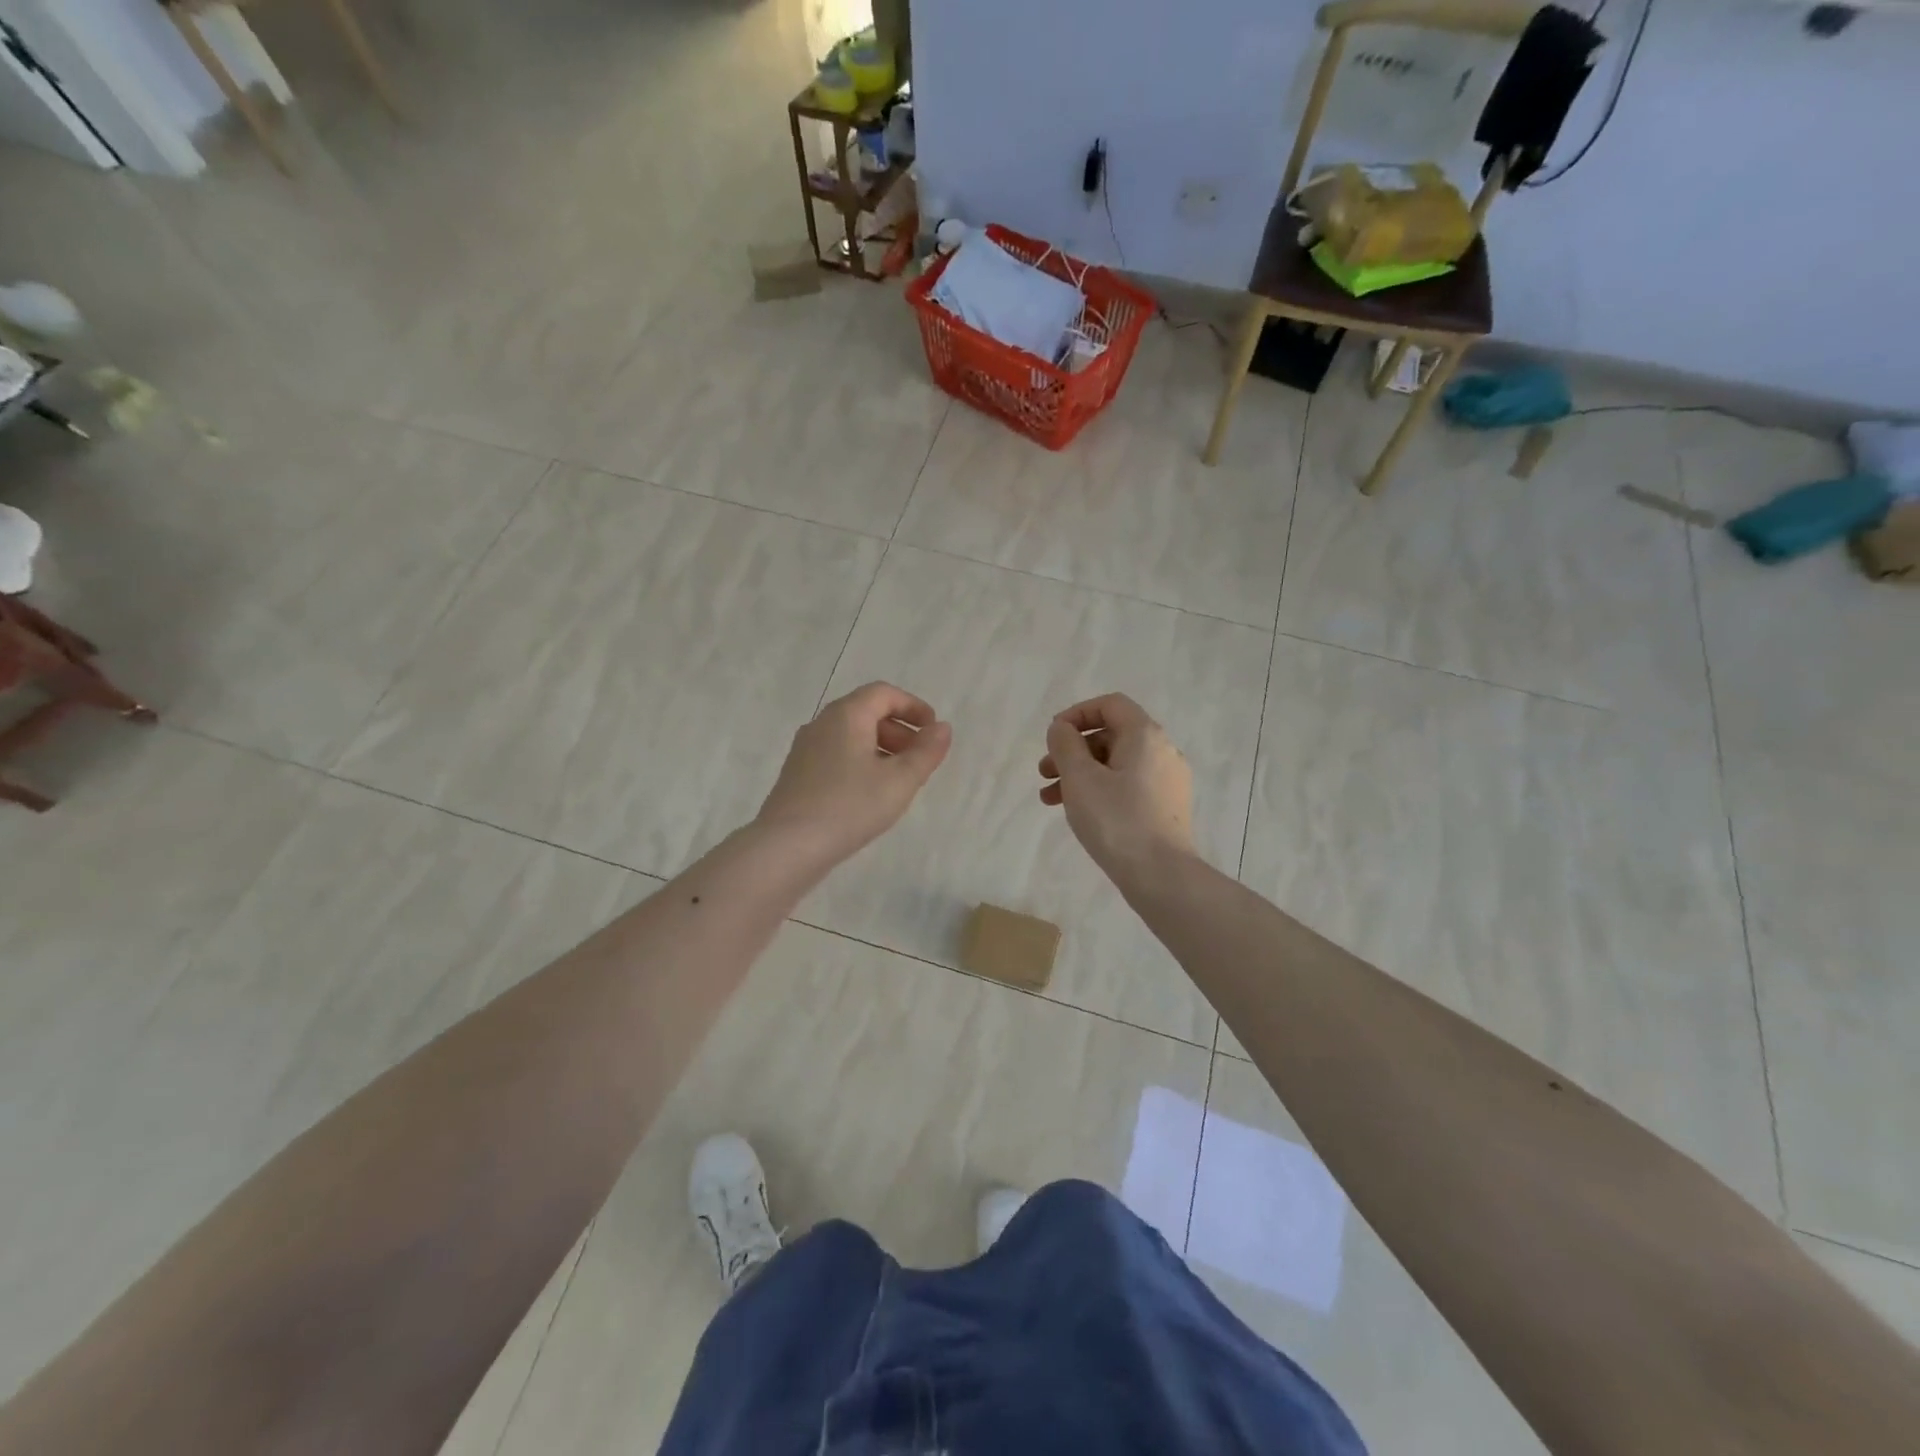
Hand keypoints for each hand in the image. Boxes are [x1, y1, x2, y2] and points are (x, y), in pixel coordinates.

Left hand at [755, 682, 951, 865]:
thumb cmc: (850, 806)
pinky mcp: (798, 774)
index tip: (933, 732)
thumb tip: (942, 728)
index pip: (884, 694)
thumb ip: (926, 752)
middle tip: (920, 759)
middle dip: (899, 730)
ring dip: (881, 749)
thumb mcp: (900, 780)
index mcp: (846, 715)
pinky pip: (837, 755)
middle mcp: (822, 724)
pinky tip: (870, 795)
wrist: (788, 846)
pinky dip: (861, 763)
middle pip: (866, 712)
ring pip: (851, 736)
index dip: (914, 707)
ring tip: (899, 781)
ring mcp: (805, 749)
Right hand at [1038, 693, 1194, 881]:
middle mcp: (1162, 751)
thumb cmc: (1116, 820)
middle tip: (1044, 772)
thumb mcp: (1080, 777)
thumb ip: (1065, 745)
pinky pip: (1128, 785)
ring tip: (1050, 799)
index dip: (1077, 714)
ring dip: (1080, 774)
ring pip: (1116, 764)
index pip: (1110, 705)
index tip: (1053, 737)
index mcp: (1145, 735)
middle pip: (1111, 736)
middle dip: (1072, 750)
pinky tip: (1079, 813)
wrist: (1161, 875)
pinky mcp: (1167, 807)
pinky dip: (1100, 790)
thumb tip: (1063, 729)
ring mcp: (1168, 780)